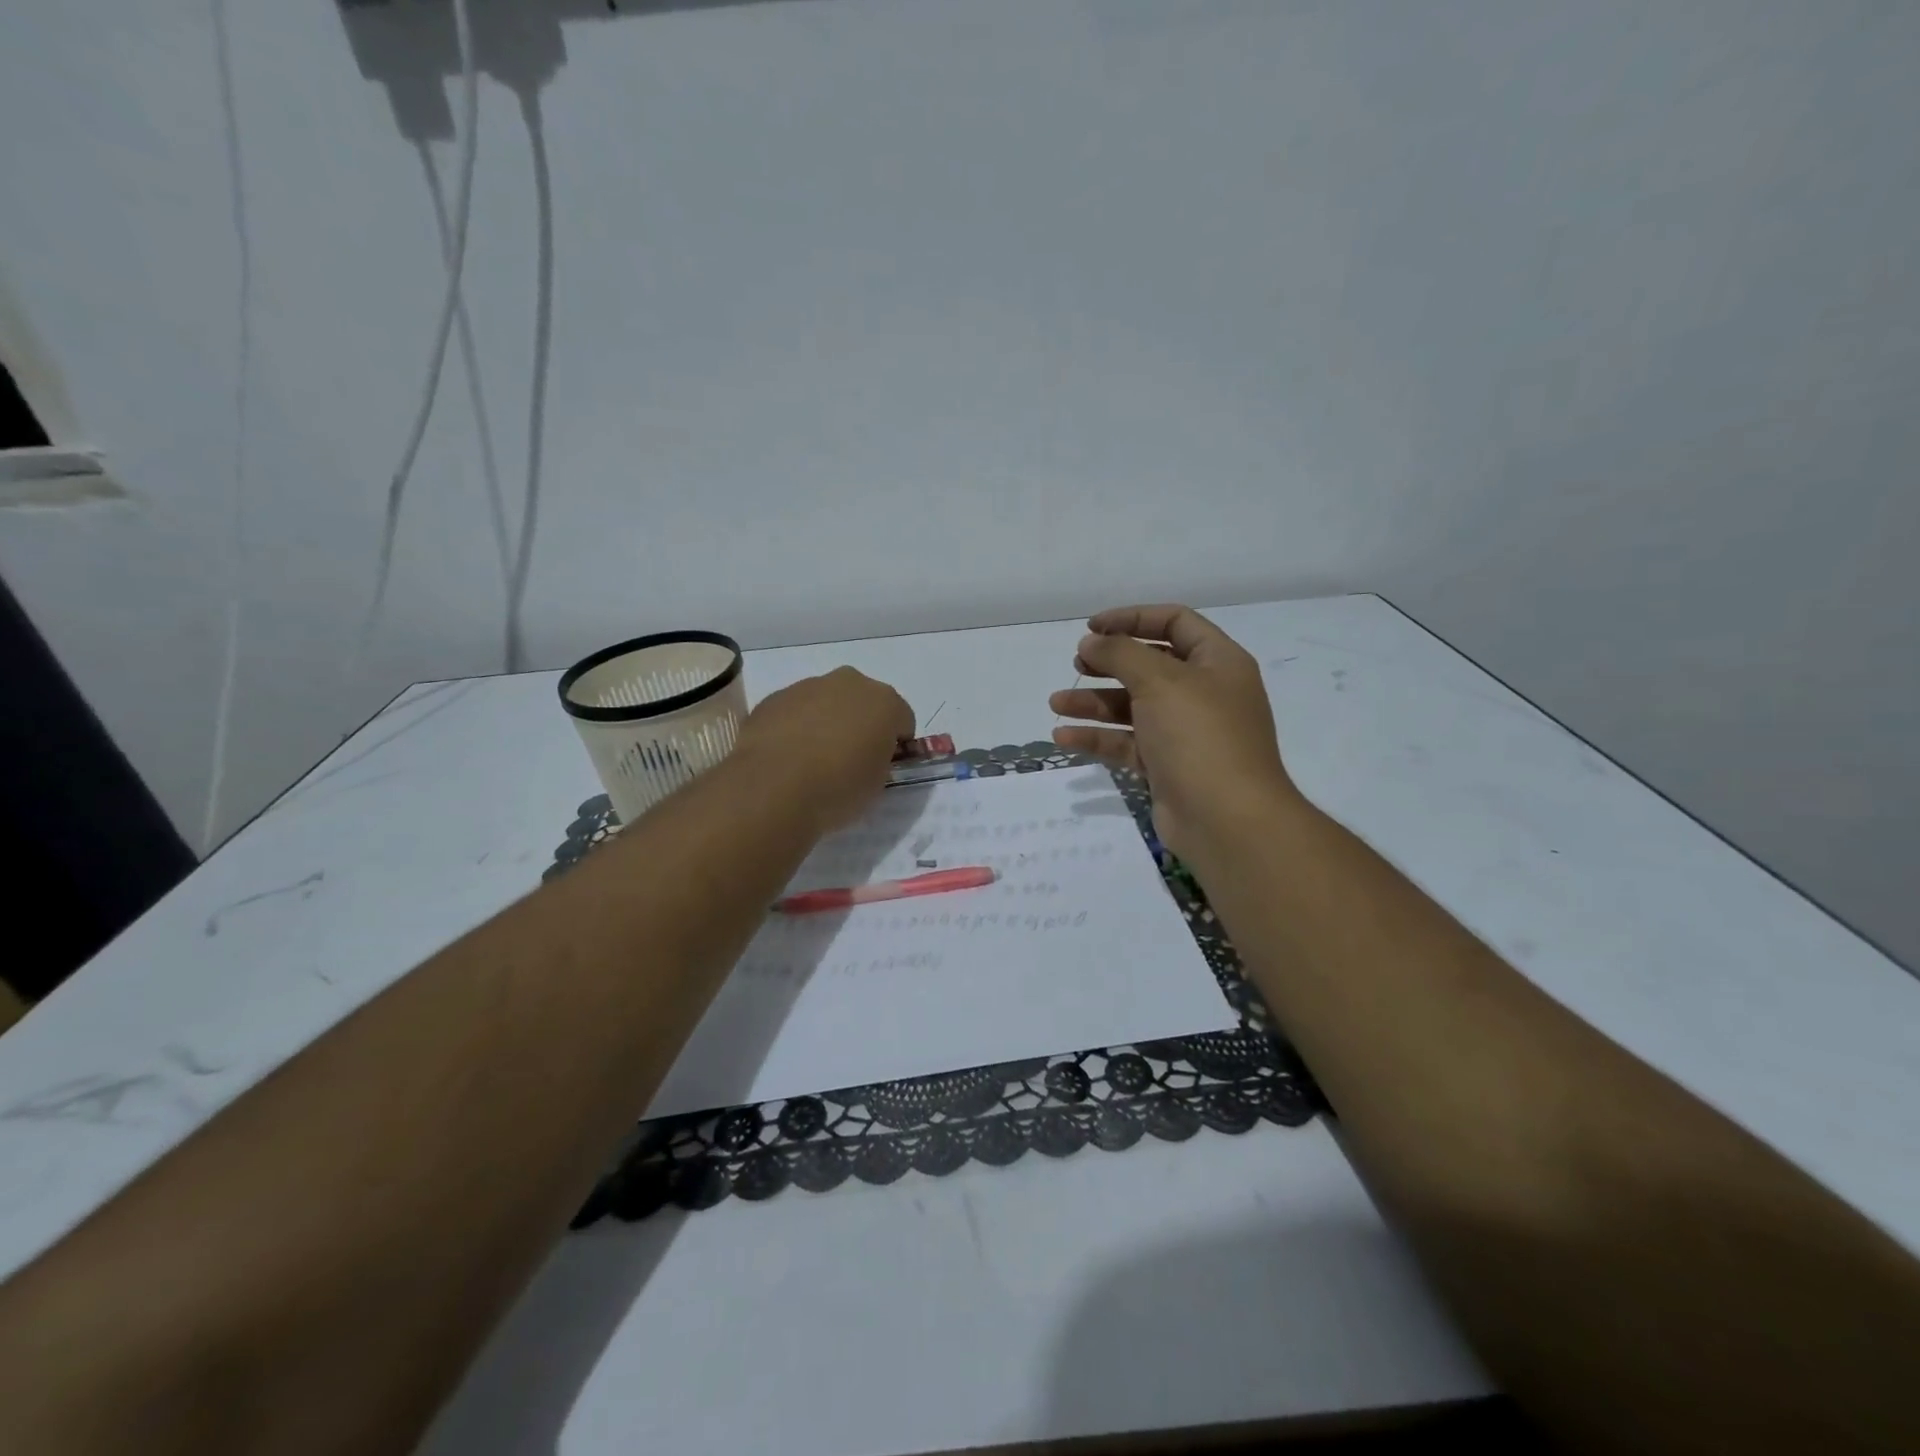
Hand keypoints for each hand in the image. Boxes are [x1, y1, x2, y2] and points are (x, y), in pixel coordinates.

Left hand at [737, 667, 914, 830]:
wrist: (773, 787)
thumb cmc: (838, 788)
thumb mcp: (877, 784)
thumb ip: (880, 762)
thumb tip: (867, 757)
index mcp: (885, 702)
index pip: (903, 720)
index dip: (895, 745)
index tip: (884, 767)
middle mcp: (850, 683)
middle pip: (864, 702)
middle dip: (861, 724)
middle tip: (850, 760)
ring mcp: (808, 686)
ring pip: (827, 702)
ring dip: (827, 722)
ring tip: (813, 761)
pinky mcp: (774, 698)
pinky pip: (795, 711)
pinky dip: (796, 727)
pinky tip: (787, 757)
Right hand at [1050, 605, 1299, 862]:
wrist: (1227, 820)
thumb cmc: (1199, 736)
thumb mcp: (1160, 681)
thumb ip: (1121, 653)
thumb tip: (1091, 642)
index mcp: (1218, 662)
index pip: (1175, 622)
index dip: (1133, 618)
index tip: (1092, 627)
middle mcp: (1205, 693)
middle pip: (1151, 665)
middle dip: (1110, 662)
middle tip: (1078, 663)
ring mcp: (1186, 733)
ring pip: (1134, 706)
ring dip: (1094, 702)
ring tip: (1056, 703)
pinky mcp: (1167, 766)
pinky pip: (1128, 743)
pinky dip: (1098, 738)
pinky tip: (1064, 737)